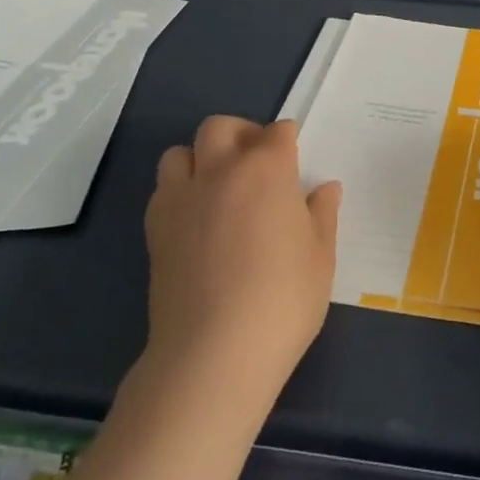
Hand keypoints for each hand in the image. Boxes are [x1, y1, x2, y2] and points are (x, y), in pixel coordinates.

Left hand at [142, 117, 341, 402]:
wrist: (214, 352)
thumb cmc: (283, 299)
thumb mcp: (321, 257)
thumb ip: (322, 215)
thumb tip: (324, 188)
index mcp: (267, 169)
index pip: (277, 132)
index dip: (286, 139)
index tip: (293, 155)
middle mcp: (220, 170)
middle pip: (220, 127)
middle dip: (239, 134)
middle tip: (255, 162)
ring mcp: (182, 198)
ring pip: (180, 153)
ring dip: (200, 158)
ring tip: (218, 187)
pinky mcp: (155, 229)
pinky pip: (162, 190)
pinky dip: (179, 191)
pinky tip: (196, 220)